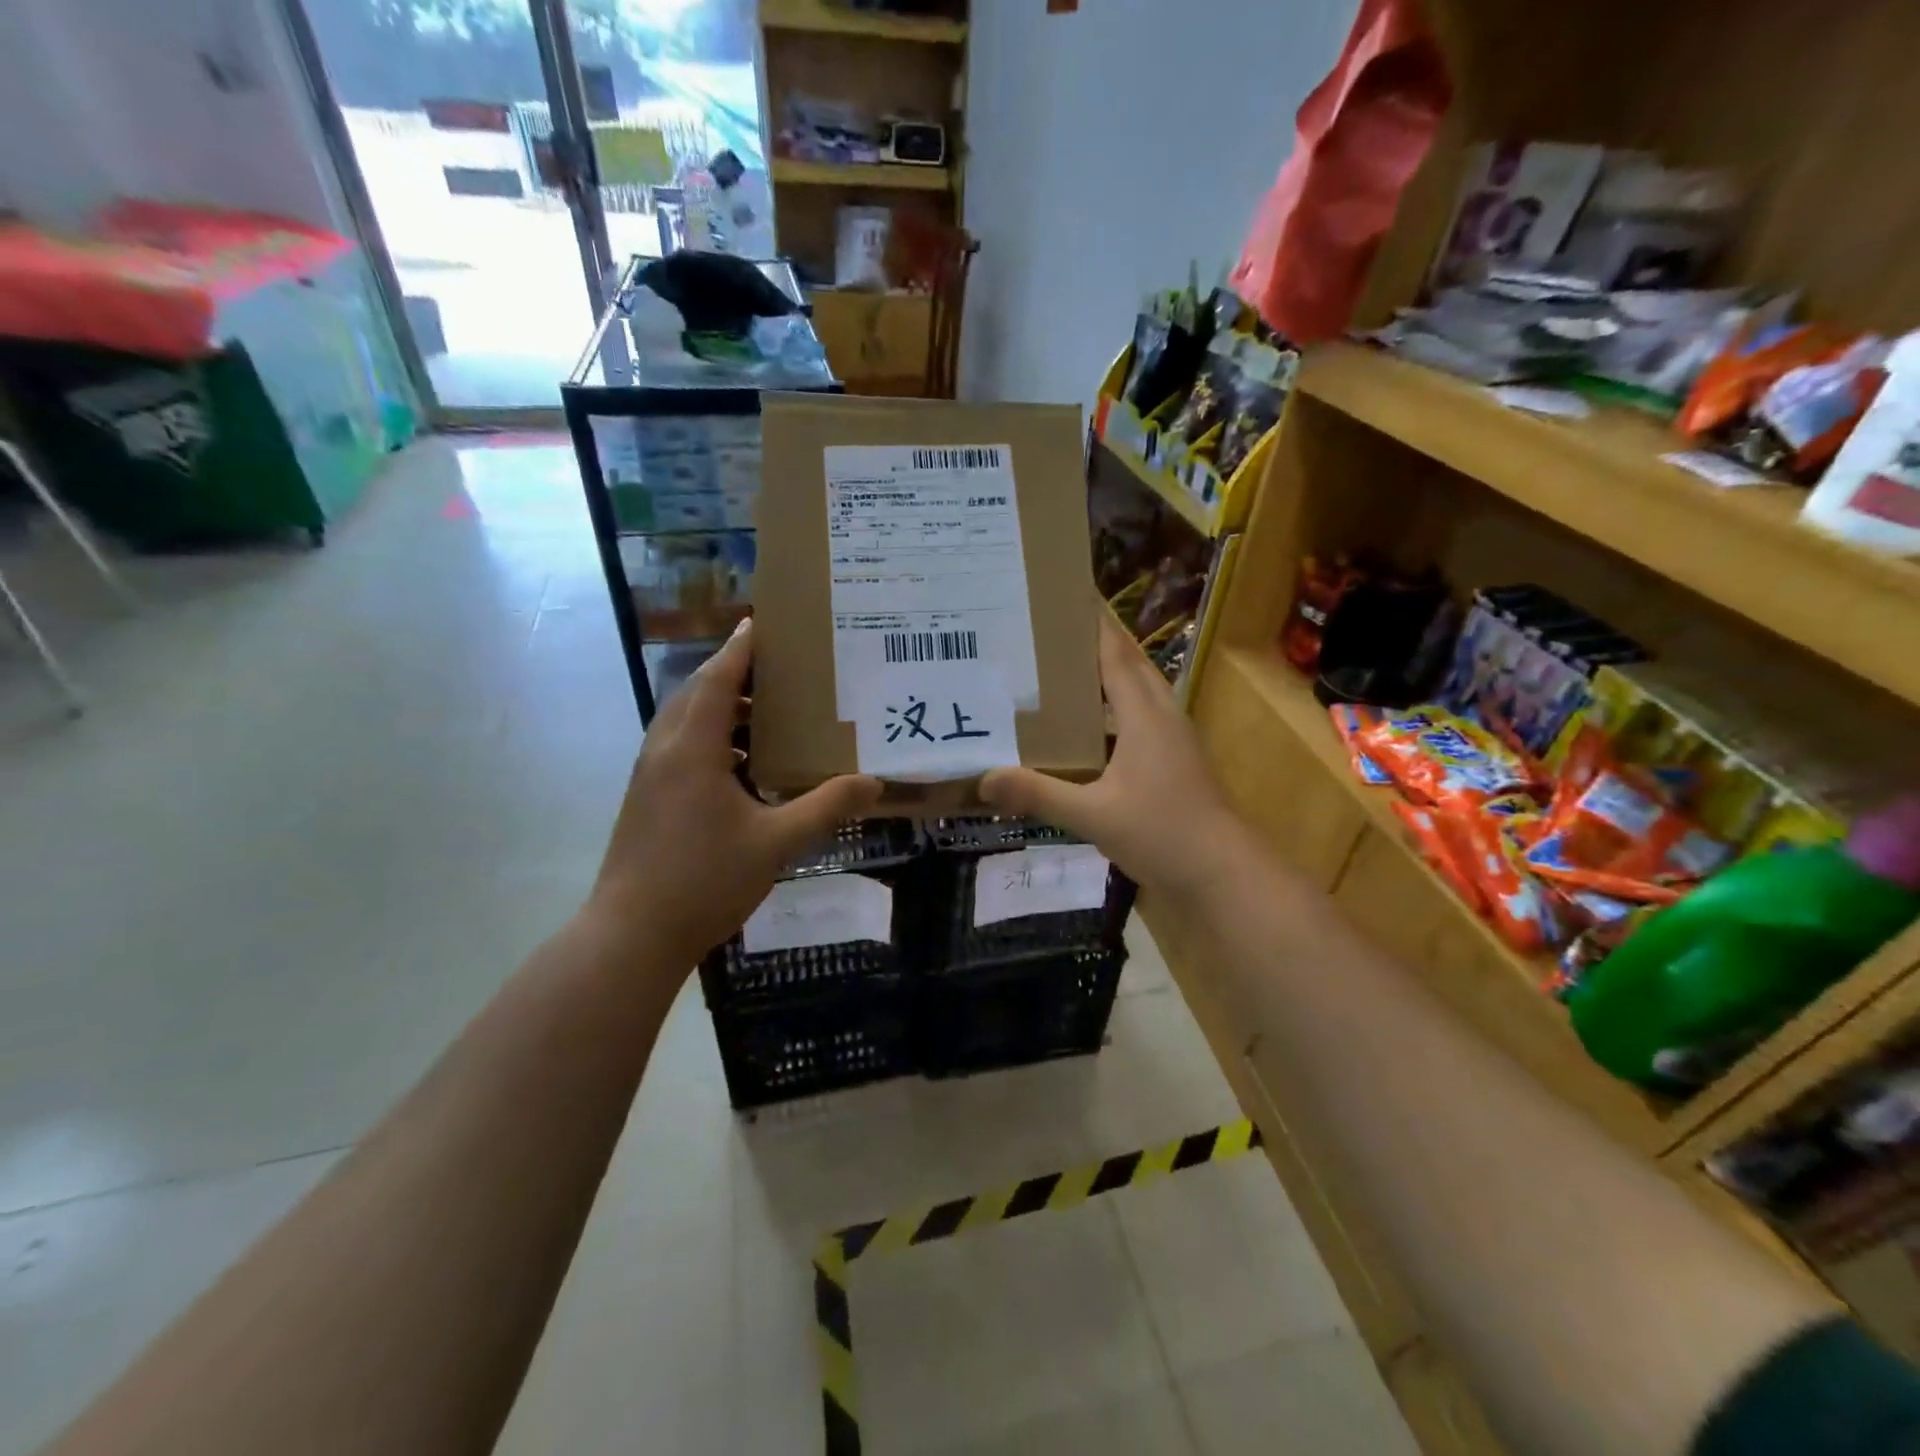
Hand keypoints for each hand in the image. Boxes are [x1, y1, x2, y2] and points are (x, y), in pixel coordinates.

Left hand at [584, 620, 881, 969]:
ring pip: (686, 723)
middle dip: (735, 675)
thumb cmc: (704, 880)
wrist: (632, 934)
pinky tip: (745, 765)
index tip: (764, 623)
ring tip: (768, 713)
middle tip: (779, 670)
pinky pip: (682, 748)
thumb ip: (825, 807)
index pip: (717, 679)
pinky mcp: (647, 798)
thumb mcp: (776, 842)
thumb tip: (873, 783)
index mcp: (691, 748)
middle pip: (698, 694)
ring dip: (722, 709)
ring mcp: (650, 775)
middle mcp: (664, 750)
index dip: (740, 649)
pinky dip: (712, 740)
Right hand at [980, 613, 1246, 897]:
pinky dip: (1116, 708)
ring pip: (1140, 691)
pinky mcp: (1177, 760)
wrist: (1225, 873)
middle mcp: (1163, 717)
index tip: (1069, 594)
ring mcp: (1175, 739)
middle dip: (1098, 641)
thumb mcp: (1093, 816)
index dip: (1094, 624)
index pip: (1115, 655)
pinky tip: (1090, 726)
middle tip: (1055, 628)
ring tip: (1066, 668)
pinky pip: (1143, 718)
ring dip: (1109, 674)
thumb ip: (1039, 794)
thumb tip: (985, 778)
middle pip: (1131, 665)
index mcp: (1145, 716)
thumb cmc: (1162, 834)